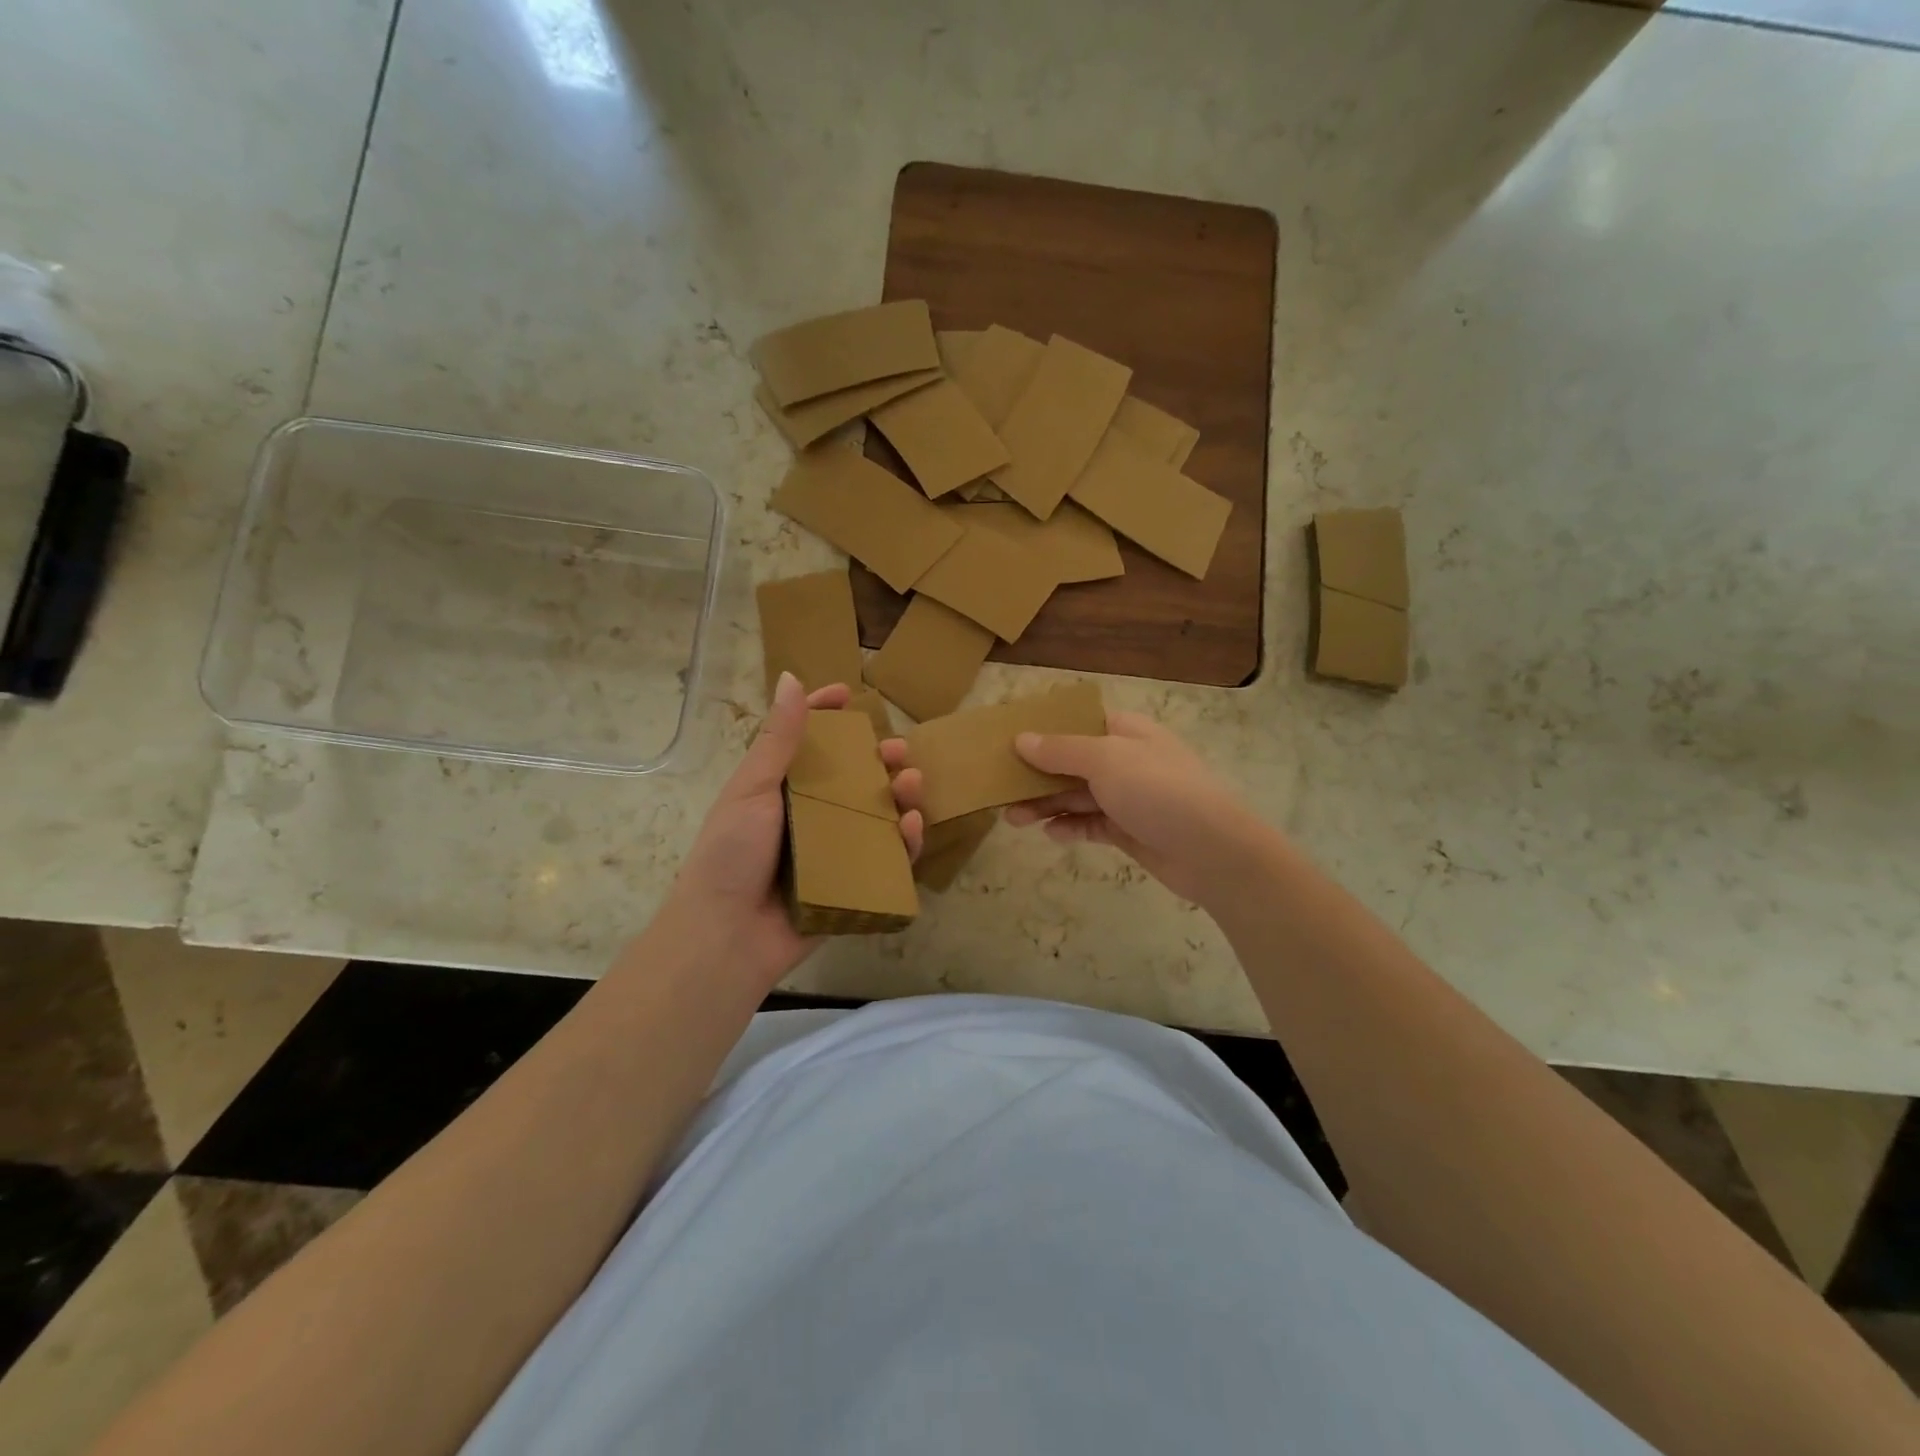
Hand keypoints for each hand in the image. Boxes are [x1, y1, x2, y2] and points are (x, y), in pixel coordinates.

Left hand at [662, 672, 923, 989]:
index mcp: (779, 790)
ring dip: (898, 795)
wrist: (727, 937)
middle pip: (851, 778)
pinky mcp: (851, 884)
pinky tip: (913, 825)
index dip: (825, 716)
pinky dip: (904, 842)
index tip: (849, 696)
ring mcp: (832, 852)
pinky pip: (885, 859)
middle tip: (898, 750)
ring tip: (912, 782)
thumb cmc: (732, 855)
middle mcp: (808, 817)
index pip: (805, 743)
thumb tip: (791, 678)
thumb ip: (777, 740)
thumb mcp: (752, 790)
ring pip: (876, 815)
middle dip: (878, 759)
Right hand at [1001, 711, 1264, 906]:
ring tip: (1013, 819)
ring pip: (1077, 796)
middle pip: (1071, 762)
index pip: (1078, 722)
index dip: (1044, 730)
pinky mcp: (1129, 831)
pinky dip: (1070, 828)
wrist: (1213, 851)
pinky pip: (1091, 825)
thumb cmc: (1158, 790)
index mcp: (1126, 732)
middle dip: (1036, 775)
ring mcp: (1129, 797)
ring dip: (1046, 805)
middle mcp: (1126, 761)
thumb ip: (1061, 750)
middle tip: (1000, 789)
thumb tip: (1021, 738)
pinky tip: (1051, 835)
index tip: (1008, 742)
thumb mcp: (1105, 760)